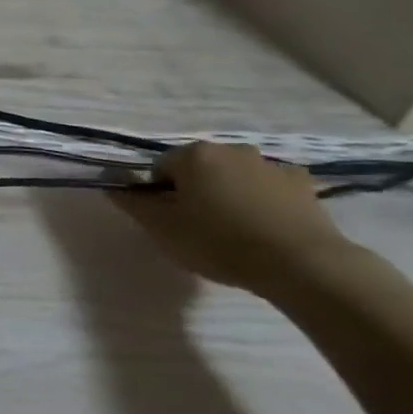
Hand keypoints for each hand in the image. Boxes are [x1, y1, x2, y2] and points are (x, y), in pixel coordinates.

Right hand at [108, 142, 355, 296]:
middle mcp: (230, 148)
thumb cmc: (220, 243)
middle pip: (198, 168)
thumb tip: (110, 183)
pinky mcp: (302, 183)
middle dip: (195, 191)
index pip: (161, 169)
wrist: (302, 264)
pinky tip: (267, 227)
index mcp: (193, 155)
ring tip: (237, 232)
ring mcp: (269, 163)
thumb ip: (132, 202)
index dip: (161, 196)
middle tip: (201, 228)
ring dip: (229, 194)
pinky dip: (264, 200)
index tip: (172, 223)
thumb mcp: (162, 229)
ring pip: (234, 176)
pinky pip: (270, 187)